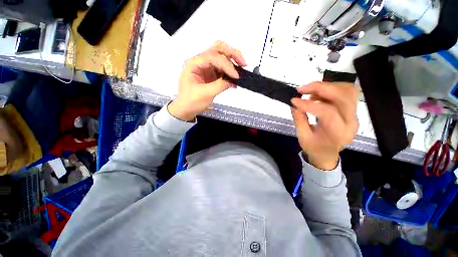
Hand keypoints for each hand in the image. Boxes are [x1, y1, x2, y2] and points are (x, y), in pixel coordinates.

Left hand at [168, 41, 246, 120]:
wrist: (186, 109)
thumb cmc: (190, 102)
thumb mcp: (205, 94)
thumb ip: (220, 85)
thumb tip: (233, 80)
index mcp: (194, 64)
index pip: (213, 57)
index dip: (226, 65)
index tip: (236, 76)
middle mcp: (200, 62)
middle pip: (217, 49)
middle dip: (232, 54)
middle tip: (242, 63)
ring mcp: (206, 68)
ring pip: (221, 58)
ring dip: (232, 62)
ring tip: (241, 72)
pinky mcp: (211, 75)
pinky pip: (222, 70)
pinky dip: (229, 74)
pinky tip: (234, 81)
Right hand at [291, 82, 358, 169]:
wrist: (327, 153)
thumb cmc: (315, 148)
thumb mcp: (303, 137)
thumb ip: (300, 120)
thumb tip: (294, 106)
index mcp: (338, 133)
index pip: (328, 112)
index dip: (309, 104)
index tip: (294, 101)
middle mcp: (351, 122)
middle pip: (343, 96)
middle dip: (321, 88)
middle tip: (302, 89)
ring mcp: (353, 115)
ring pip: (347, 91)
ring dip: (326, 87)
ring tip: (309, 91)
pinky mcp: (350, 110)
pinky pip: (345, 93)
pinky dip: (330, 89)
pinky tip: (316, 95)